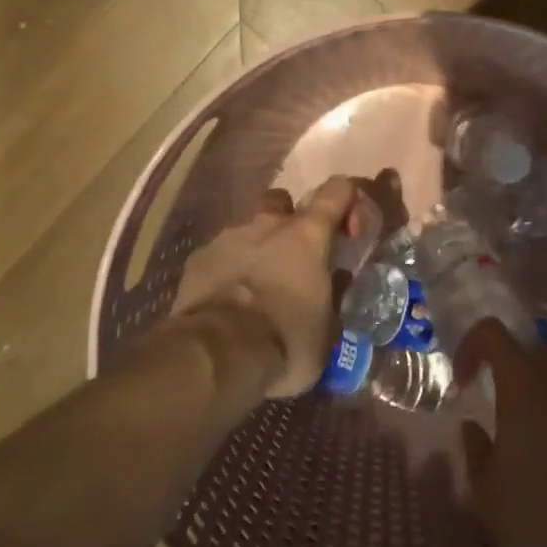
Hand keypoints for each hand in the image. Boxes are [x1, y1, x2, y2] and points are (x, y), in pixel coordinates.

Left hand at [173, 175, 357, 397]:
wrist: (217, 355)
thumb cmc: (285, 340)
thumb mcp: (327, 332)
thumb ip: (333, 297)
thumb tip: (336, 284)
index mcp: (308, 234)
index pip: (337, 190)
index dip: (346, 200)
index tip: (348, 230)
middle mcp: (269, 223)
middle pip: (283, 201)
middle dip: (289, 222)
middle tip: (294, 259)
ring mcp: (229, 236)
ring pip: (248, 230)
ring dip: (256, 250)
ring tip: (256, 289)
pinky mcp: (198, 258)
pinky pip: (219, 255)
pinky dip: (226, 271)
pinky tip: (226, 301)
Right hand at [455, 321, 546, 546]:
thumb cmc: (542, 512)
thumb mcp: (488, 493)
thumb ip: (474, 451)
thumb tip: (472, 427)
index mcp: (522, 380)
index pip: (491, 332)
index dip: (471, 346)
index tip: (464, 383)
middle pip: (532, 350)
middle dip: (513, 370)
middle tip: (503, 409)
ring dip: (542, 396)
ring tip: (535, 442)